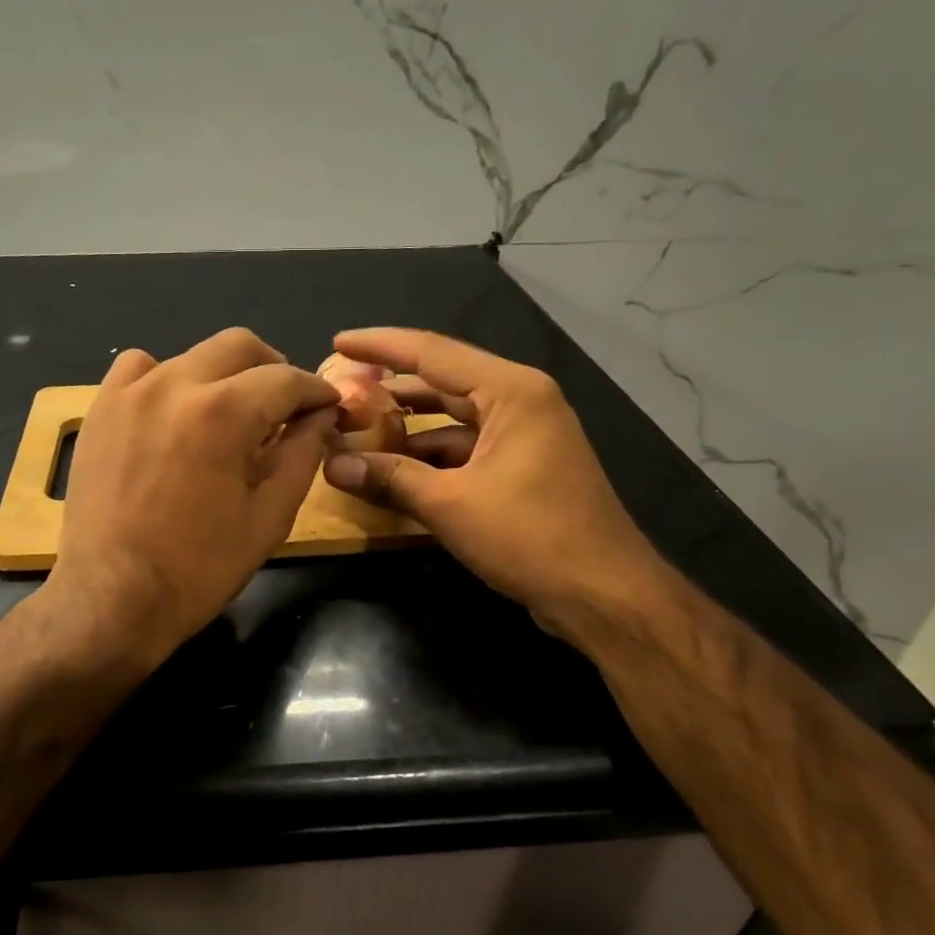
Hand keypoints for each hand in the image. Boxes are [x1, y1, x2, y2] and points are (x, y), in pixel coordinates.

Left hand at [48, 328, 338, 667]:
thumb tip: (321, 417)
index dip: (316, 391)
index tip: (329, 406)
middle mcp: (175, 384)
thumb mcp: (270, 516)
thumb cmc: (200, 567)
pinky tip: (174, 414)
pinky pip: (140, 369)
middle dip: (273, 369)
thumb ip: (302, 454)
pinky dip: (167, 379)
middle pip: (239, 346)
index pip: (286, 379)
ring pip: (192, 355)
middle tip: (285, 406)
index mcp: (224, 412)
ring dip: (222, 375)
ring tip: (230, 414)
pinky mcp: (101, 408)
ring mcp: (131, 392)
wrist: (113, 598)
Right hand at [321, 328, 662, 625]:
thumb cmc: (531, 536)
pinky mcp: (524, 468)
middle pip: (444, 381)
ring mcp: (526, 436)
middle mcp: (521, 402)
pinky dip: (431, 457)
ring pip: (454, 419)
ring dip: (409, 427)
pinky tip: (395, 470)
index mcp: (511, 392)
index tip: (339, 341)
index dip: (381, 346)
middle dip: (392, 388)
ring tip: (357, 430)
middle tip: (342, 390)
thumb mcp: (450, 504)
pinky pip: (467, 448)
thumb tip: (331, 464)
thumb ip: (389, 478)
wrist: (604, 593)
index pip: (432, 353)